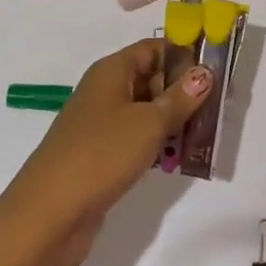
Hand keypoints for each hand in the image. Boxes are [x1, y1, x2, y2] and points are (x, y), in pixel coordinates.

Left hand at [0, 40, 211, 265]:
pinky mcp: (100, 156)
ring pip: (146, 111)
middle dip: (183, 90)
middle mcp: (105, 91)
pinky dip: (157, 144)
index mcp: (112, 71)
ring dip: (173, 120)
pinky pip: (136, 138)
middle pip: (151, 78)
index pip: (154, 48)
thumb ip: (181, 97)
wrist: (48, 216)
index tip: (216, 67)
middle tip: (218, 105)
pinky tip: (179, 158)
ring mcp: (100, 125)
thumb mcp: (149, 122)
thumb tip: (205, 71)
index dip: (184, 54)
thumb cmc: (101, 154)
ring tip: (206, 132)